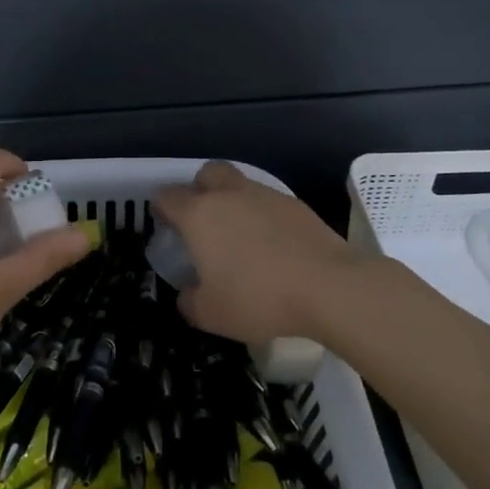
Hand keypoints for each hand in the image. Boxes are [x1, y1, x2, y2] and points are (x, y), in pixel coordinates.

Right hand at [151, 161, 364, 345]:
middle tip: (202, 221)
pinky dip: (263, 216)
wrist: (328, 287)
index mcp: (199, 215)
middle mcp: (229, 195)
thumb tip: (187, 294)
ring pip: (239, 184)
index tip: (165, 226)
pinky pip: (268, 202)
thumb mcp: (211, 315)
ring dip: (232, 201)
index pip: (167, 196)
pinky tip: (271, 244)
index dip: (161, 209)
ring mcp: (265, 195)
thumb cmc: (259, 298)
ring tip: (239, 236)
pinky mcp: (296, 204)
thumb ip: (189, 302)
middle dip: (198, 189)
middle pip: (206, 174)